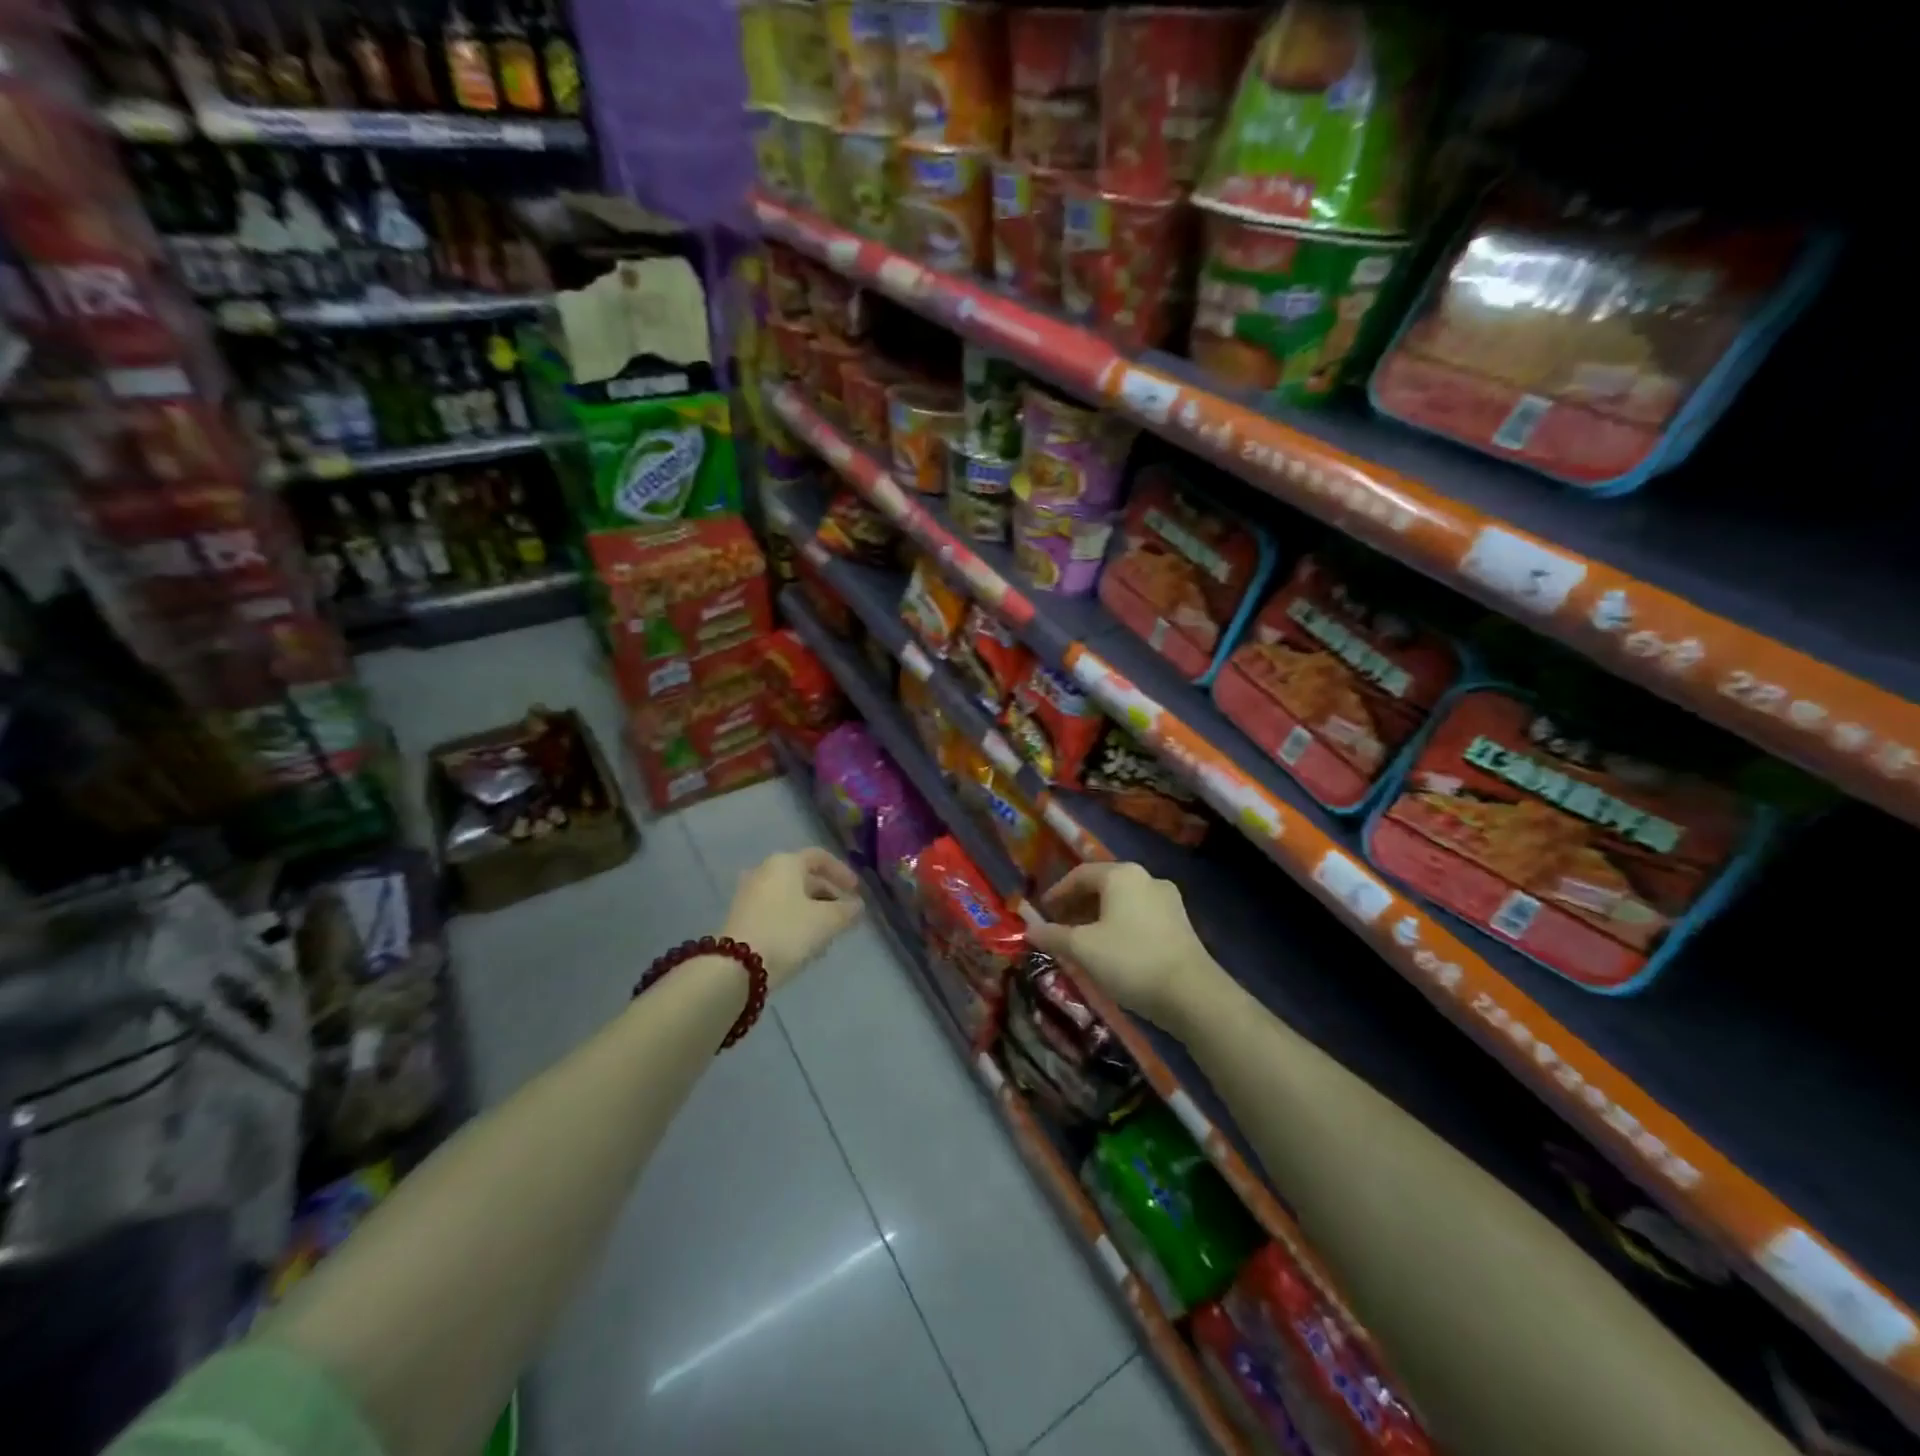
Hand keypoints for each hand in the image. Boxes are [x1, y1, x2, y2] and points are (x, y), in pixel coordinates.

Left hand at [721, 848, 863, 988]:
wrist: (737, 967)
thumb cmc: (787, 932)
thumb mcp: (827, 921)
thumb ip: (847, 910)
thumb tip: (857, 905)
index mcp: (785, 862)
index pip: (820, 857)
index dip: (842, 872)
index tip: (857, 891)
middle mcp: (764, 871)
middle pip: (803, 877)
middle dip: (828, 894)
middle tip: (844, 914)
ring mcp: (749, 894)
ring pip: (789, 895)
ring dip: (811, 909)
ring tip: (827, 931)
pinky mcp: (740, 917)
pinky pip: (775, 910)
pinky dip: (793, 919)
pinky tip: (804, 941)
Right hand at [1027, 862, 1215, 1032]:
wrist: (1192, 993)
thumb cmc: (1130, 960)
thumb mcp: (1083, 949)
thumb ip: (1053, 935)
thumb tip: (1029, 930)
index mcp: (1121, 875)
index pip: (1080, 874)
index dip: (1057, 892)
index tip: (1043, 912)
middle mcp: (1146, 878)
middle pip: (1103, 885)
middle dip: (1078, 905)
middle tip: (1060, 927)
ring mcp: (1168, 900)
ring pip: (1122, 902)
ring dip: (1098, 917)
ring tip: (1083, 941)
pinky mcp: (1181, 923)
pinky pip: (1140, 916)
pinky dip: (1119, 925)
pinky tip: (1112, 950)